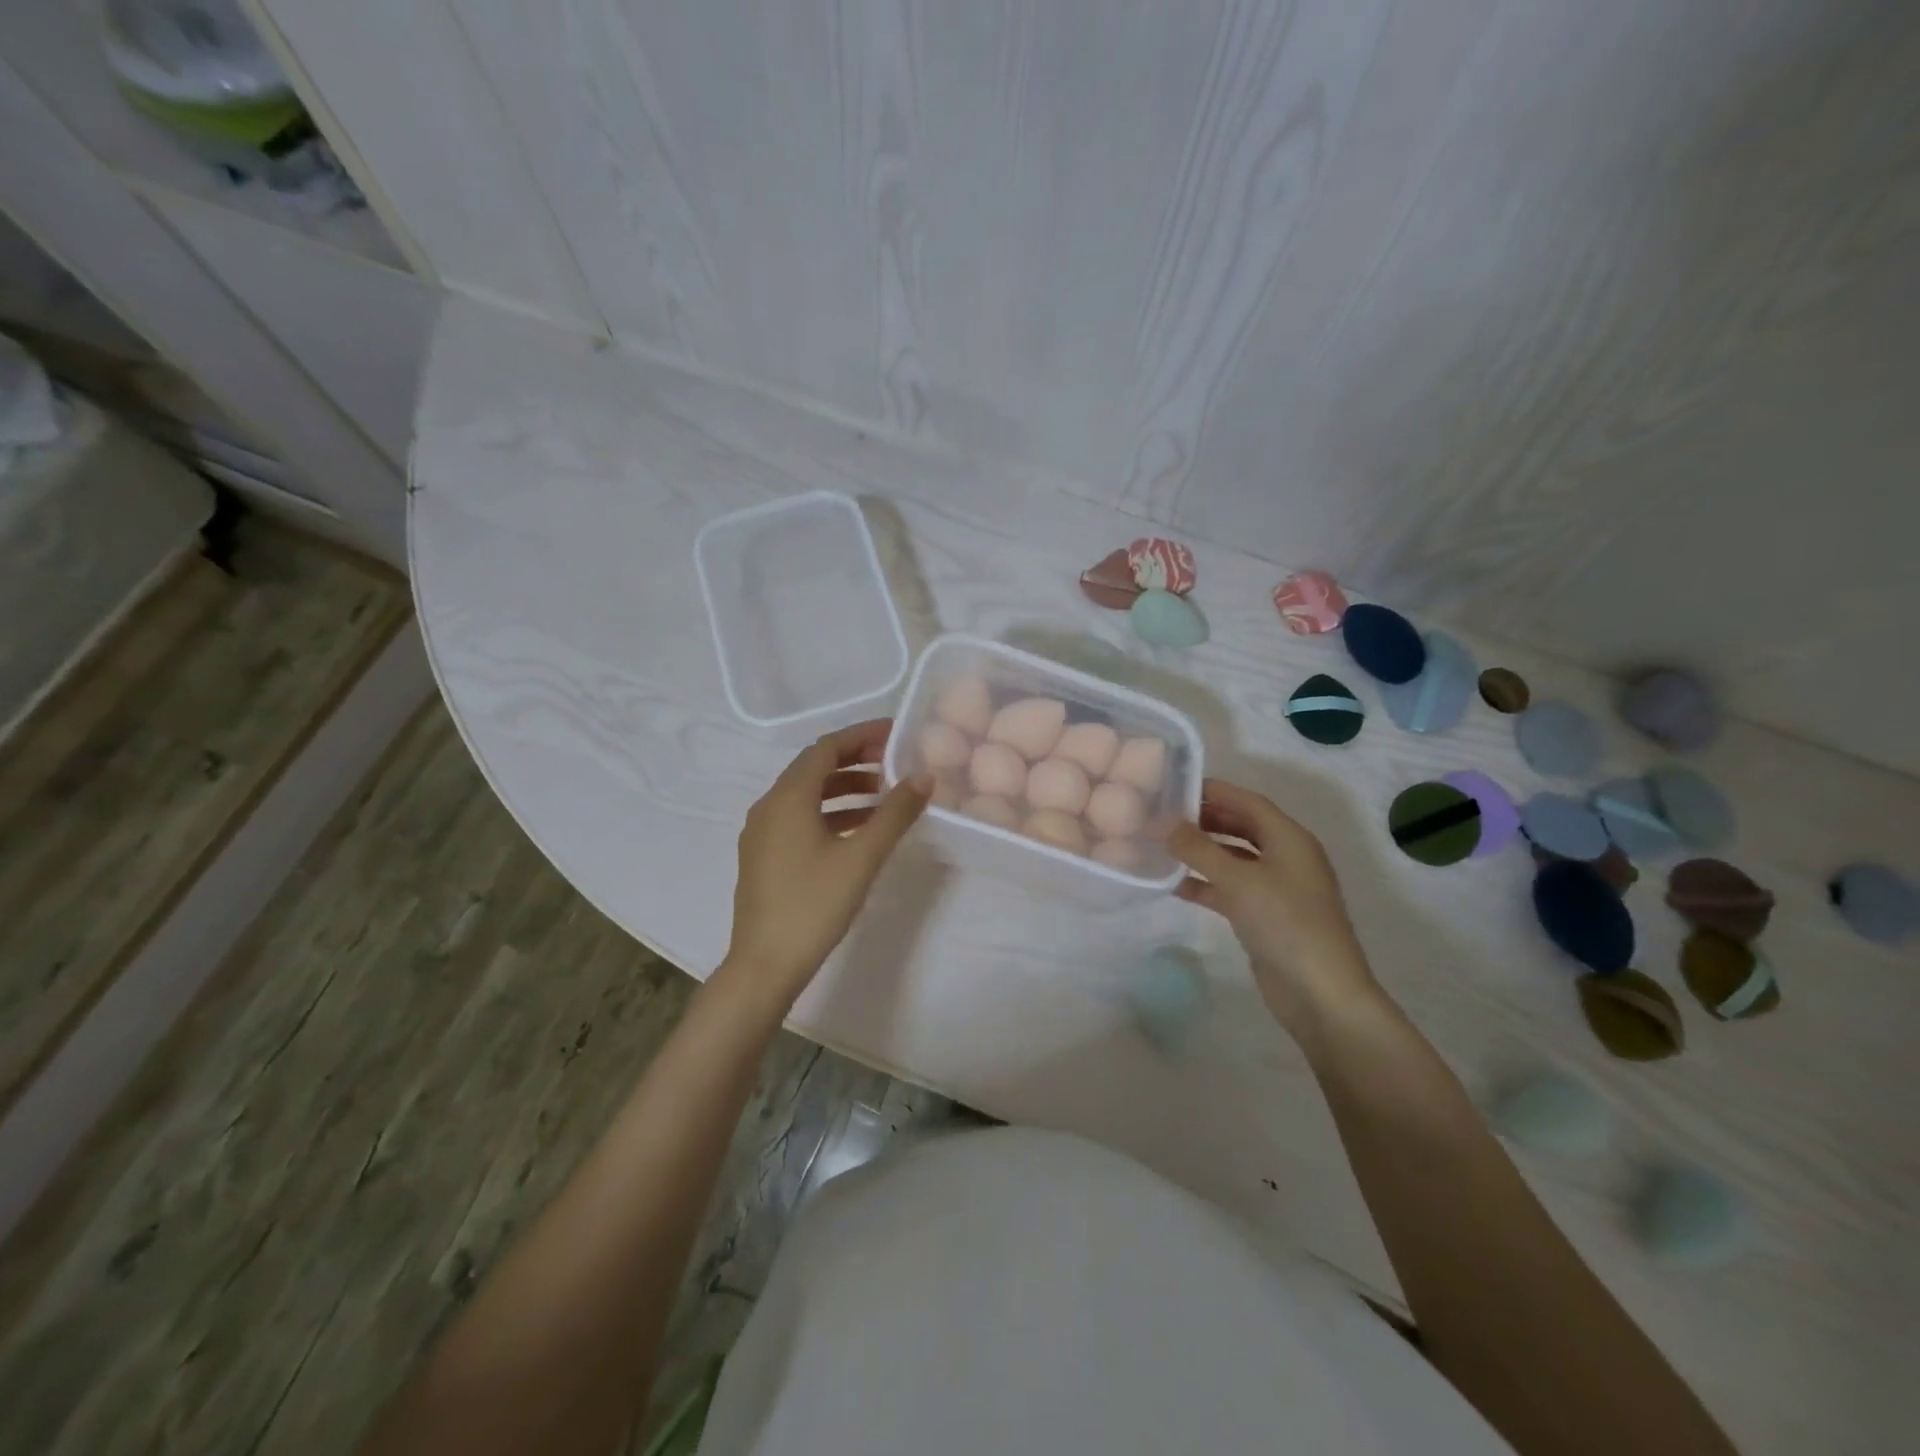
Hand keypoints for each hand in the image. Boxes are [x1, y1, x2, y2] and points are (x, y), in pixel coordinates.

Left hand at [719, 719, 930, 1009]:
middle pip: (814, 768)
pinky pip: (800, 818)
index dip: (861, 735)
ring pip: (807, 795)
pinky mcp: (764, 857)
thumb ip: (895, 813)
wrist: (765, 965)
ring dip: (845, 789)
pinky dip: (831, 814)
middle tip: (895, 763)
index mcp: (787, 797)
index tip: (896, 733)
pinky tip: (858, 831)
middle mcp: (769, 806)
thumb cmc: (814, 904)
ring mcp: (762, 833)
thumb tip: (924, 777)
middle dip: (856, 760)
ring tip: (884, 797)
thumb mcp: (862, 857)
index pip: (826, 747)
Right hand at [1169, 778, 1381, 1031]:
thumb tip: (1162, 823)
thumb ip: (1197, 849)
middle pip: (1241, 826)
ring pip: (1233, 858)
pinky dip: (1205, 884)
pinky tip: (1174, 885)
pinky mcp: (1265, 916)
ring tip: (1162, 846)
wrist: (1321, 993)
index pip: (1247, 801)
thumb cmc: (1285, 923)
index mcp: (1290, 838)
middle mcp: (1286, 857)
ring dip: (1201, 852)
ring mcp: (1277, 888)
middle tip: (1163, 816)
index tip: (1173, 786)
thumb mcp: (1238, 880)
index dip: (1212, 790)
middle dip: (1204, 819)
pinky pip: (1230, 888)